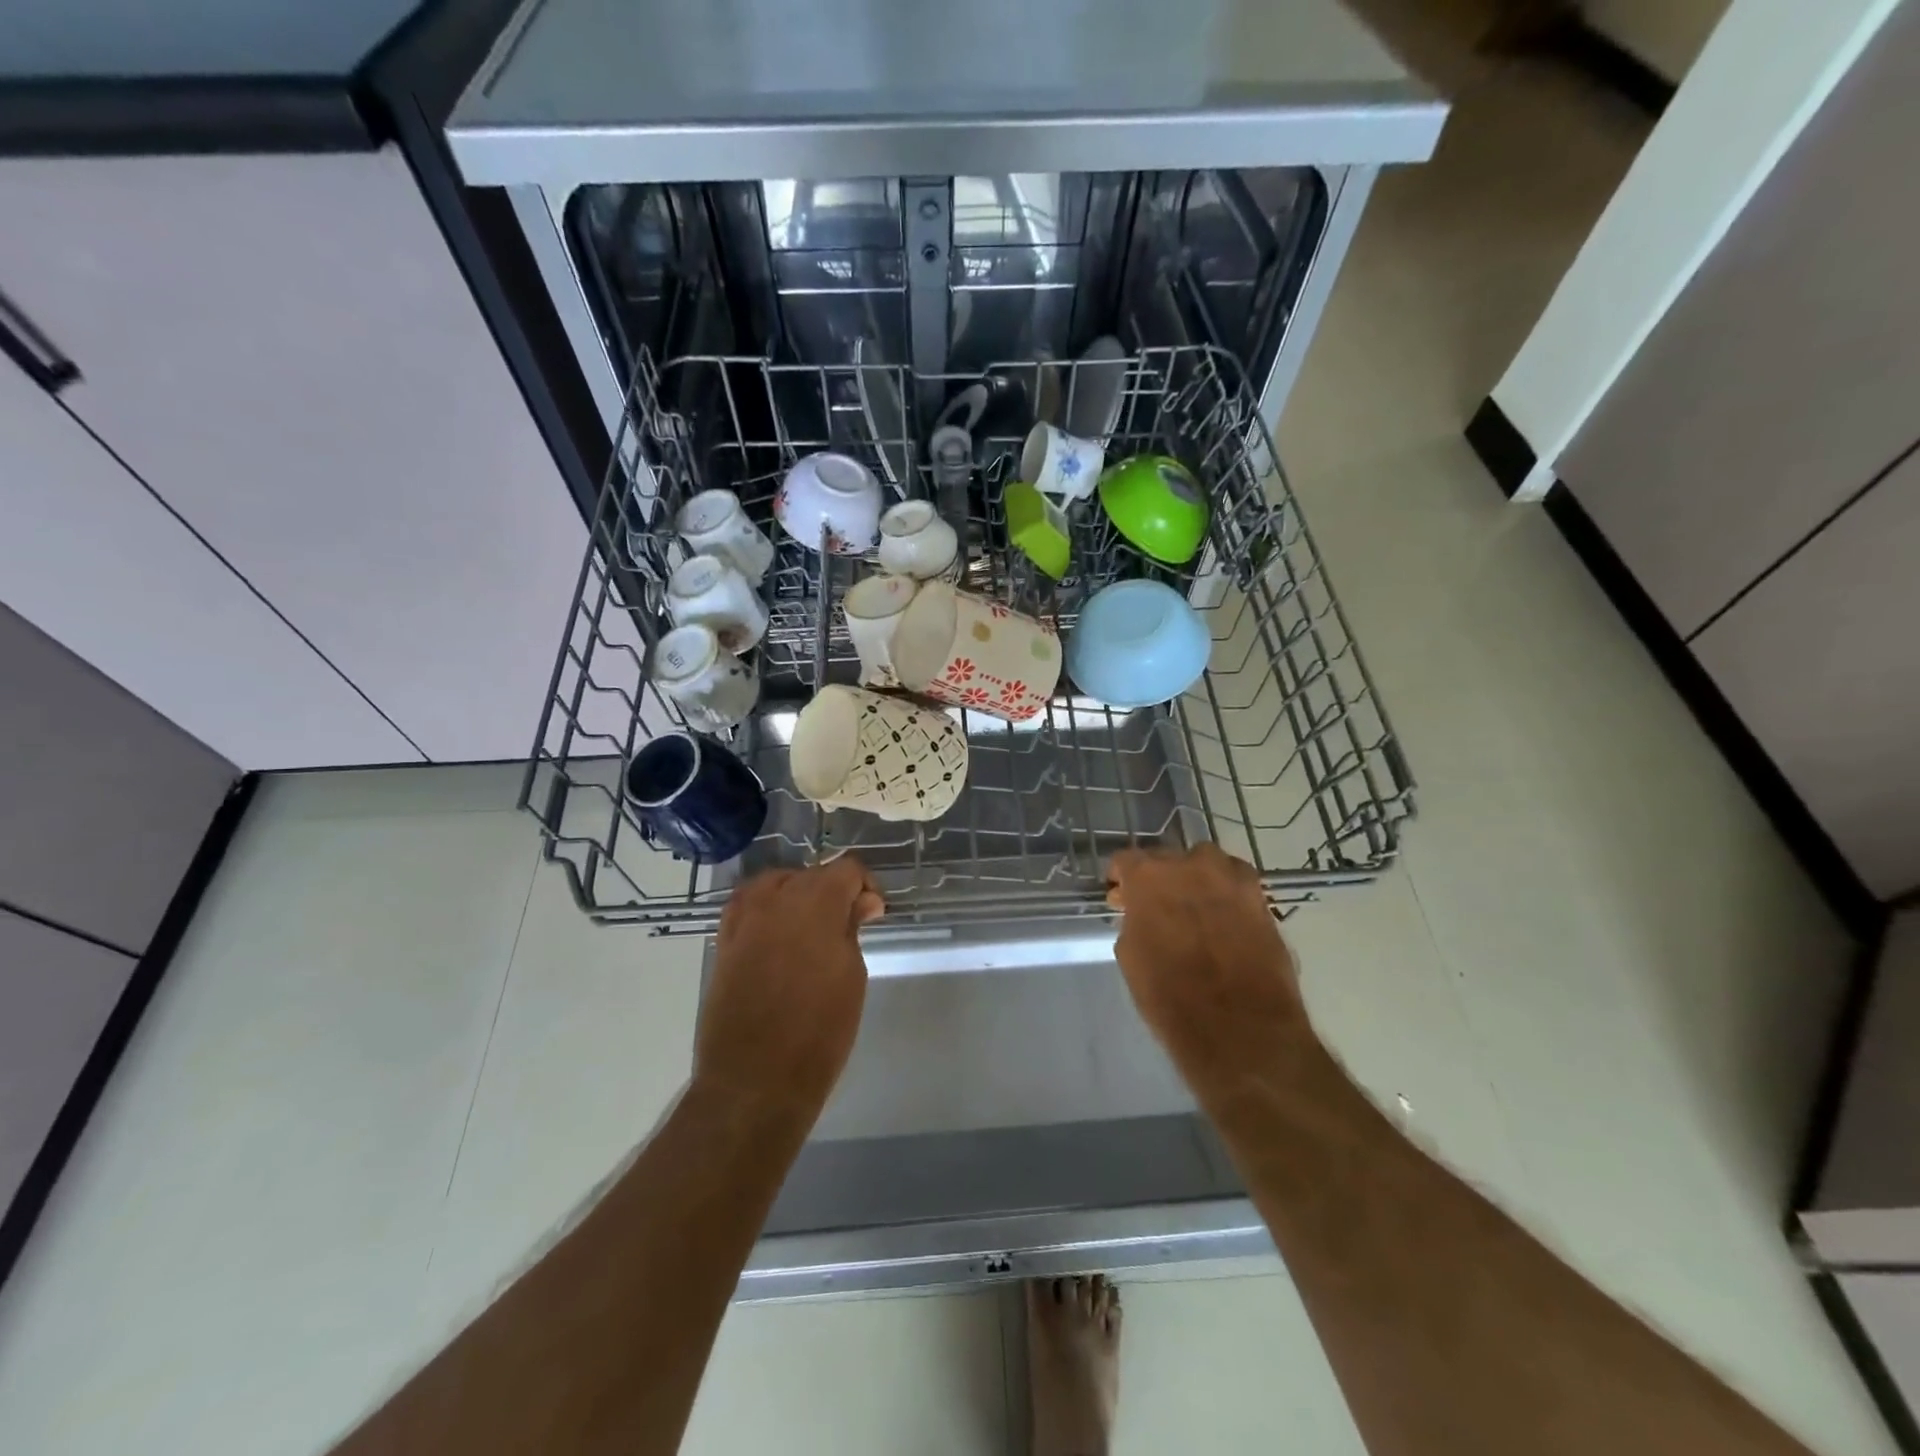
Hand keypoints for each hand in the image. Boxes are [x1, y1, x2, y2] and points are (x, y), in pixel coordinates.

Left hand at [692, 856, 883, 1135]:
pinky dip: (767, 910)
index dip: (865, 886)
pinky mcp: (724, 941)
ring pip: (777, 884)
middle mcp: (775, 899)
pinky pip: (748, 906)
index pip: (846, 869)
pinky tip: (779, 934)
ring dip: (798, 896)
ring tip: (811, 929)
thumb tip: (861, 902)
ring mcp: (744, 918)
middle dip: (833, 892)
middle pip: (811, 875)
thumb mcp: (851, 976)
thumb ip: (851, 929)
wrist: (755, 1080)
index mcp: (815, 903)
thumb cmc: (819, 1032)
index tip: (871, 915)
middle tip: (847, 928)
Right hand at [1106, 845, 1308, 1103]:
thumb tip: (1141, 913)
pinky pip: (1235, 884)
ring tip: (1193, 911)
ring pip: (1205, 865)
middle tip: (1157, 909)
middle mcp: (1190, 864)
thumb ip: (1134, 921)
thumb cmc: (1171, 998)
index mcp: (1148, 876)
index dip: (1121, 880)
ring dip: (1195, 881)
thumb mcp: (1132, 956)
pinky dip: (1225, 895)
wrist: (1240, 1029)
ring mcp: (1230, 878)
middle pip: (1167, 860)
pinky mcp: (1261, 898)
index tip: (1121, 899)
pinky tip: (1223, 920)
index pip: (1126, 861)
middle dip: (1159, 880)